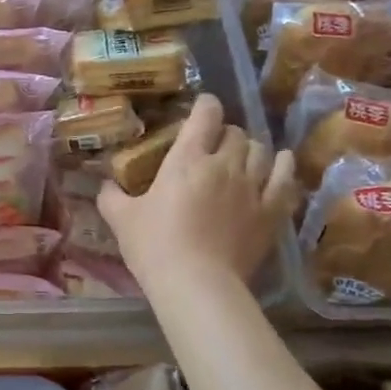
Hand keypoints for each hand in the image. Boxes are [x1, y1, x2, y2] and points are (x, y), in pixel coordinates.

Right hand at [99, 94, 298, 288]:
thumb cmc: (154, 246)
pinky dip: (284, 167)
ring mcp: (252, 187)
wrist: (196, 284)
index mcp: (186, 159)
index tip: (202, 107)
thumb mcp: (121, 219)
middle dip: (225, 133)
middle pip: (235, 133)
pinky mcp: (271, 212)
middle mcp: (224, 164)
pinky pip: (286, 179)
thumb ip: (111, 196)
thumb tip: (105, 185)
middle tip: (214, 144)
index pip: (205, 115)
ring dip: (251, 149)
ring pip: (262, 151)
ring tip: (243, 156)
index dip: (205, 105)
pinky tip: (281, 164)